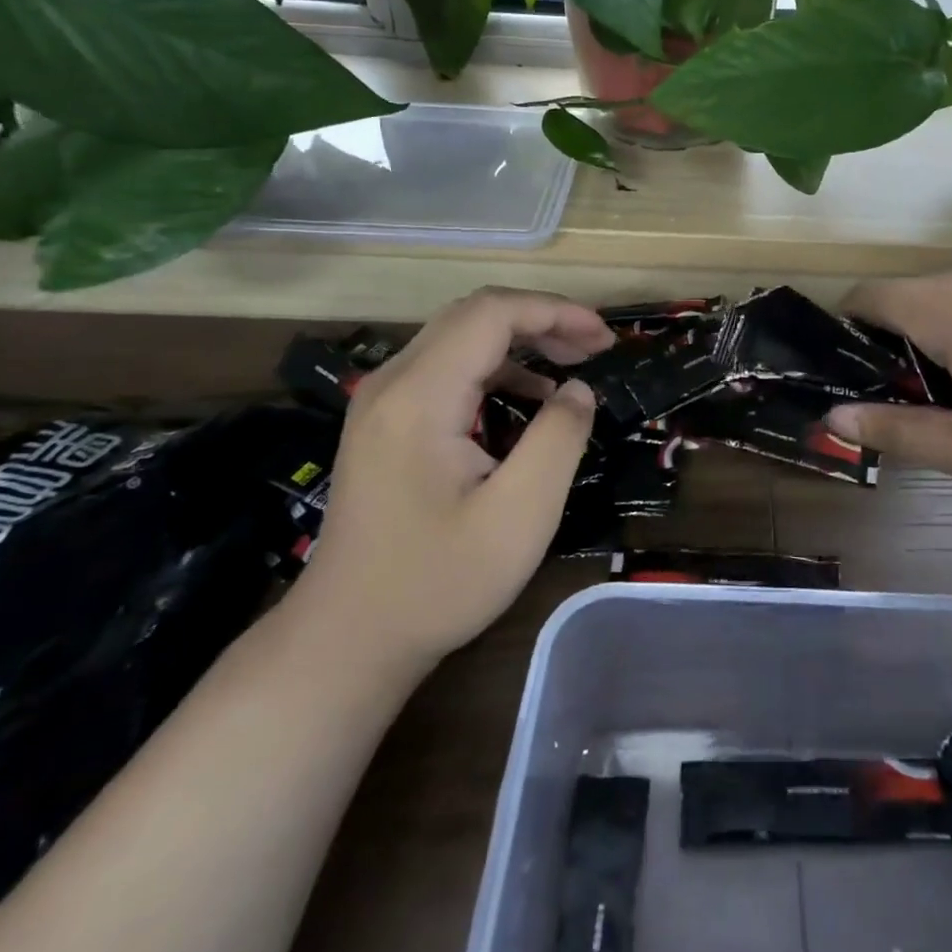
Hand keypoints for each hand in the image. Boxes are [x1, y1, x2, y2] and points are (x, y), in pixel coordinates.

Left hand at [295, 287, 612, 673]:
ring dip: (520, 339)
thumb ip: (558, 439)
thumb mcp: (519, 516)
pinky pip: (446, 368)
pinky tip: (527, 398)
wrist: (346, 640)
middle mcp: (392, 384)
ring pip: (460, 337)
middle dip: (542, 319)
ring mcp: (383, 402)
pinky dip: (496, 367)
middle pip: (474, 315)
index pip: (491, 313)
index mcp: (420, 396)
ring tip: (572, 365)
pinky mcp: (385, 423)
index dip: (555, 311)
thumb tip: (577, 390)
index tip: (605, 338)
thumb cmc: (437, 582)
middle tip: (595, 347)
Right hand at [826, 266, 951, 516]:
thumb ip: (897, 431)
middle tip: (891, 418)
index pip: (862, 299)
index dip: (838, 341)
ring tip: (942, 416)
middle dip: (881, 355)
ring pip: (939, 308)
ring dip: (923, 354)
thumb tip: (833, 416)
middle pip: (899, 302)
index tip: (839, 391)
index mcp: (948, 306)